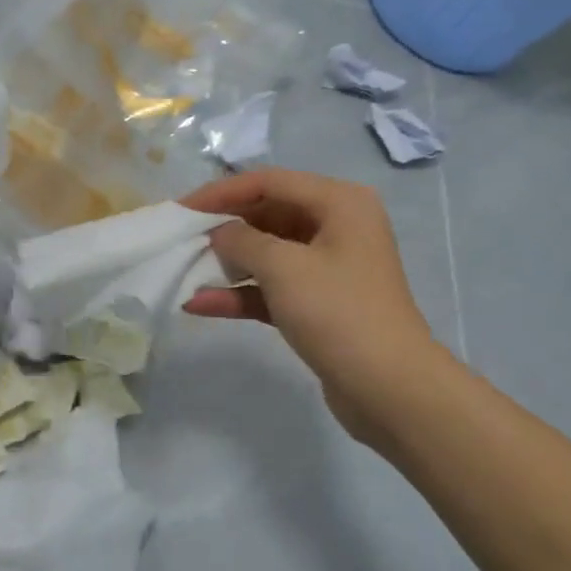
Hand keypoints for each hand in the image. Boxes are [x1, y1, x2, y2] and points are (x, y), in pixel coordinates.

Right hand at [180, 169, 445, 446]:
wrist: (389, 389)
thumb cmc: (339, 313)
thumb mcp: (284, 267)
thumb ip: (241, 240)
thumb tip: (219, 233)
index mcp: (339, 203)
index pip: (269, 182)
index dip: (221, 192)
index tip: (181, 209)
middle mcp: (336, 226)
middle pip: (267, 214)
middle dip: (223, 228)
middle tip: (180, 239)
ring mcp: (328, 267)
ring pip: (267, 253)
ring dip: (227, 264)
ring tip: (184, 270)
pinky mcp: (318, 304)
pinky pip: (271, 288)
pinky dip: (239, 294)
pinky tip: (199, 304)